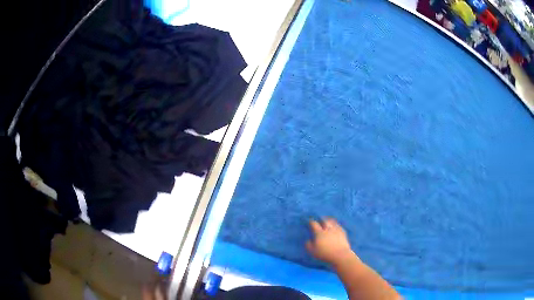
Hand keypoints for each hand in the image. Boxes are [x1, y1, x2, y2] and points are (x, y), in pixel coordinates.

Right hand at [306, 218, 356, 265]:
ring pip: (332, 222)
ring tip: (328, 222)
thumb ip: (308, 245)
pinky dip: (336, 225)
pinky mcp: (343, 233)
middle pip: (325, 221)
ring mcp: (336, 230)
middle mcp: (328, 229)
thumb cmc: (325, 253)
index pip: (314, 224)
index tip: (310, 221)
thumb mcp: (312, 251)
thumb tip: (308, 240)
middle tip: (320, 220)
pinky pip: (339, 226)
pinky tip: (336, 227)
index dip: (311, 222)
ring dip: (330, 221)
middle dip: (322, 219)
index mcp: (319, 233)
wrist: (340, 255)